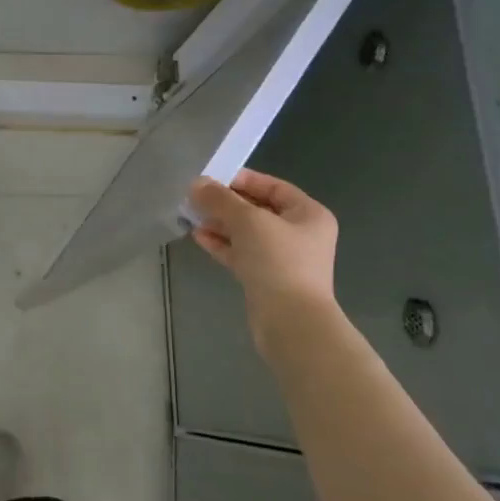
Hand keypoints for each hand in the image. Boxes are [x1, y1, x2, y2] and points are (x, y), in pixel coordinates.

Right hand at [189, 169, 339, 347]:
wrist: (291, 322)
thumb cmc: (278, 262)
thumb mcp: (248, 221)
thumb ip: (221, 199)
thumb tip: (197, 184)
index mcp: (308, 214)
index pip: (272, 186)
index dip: (242, 179)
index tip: (210, 179)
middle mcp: (299, 234)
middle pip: (257, 209)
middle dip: (225, 204)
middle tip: (195, 198)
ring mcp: (283, 258)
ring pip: (247, 233)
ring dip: (220, 224)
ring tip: (191, 216)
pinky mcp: (267, 278)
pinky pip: (242, 253)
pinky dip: (222, 244)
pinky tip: (198, 237)